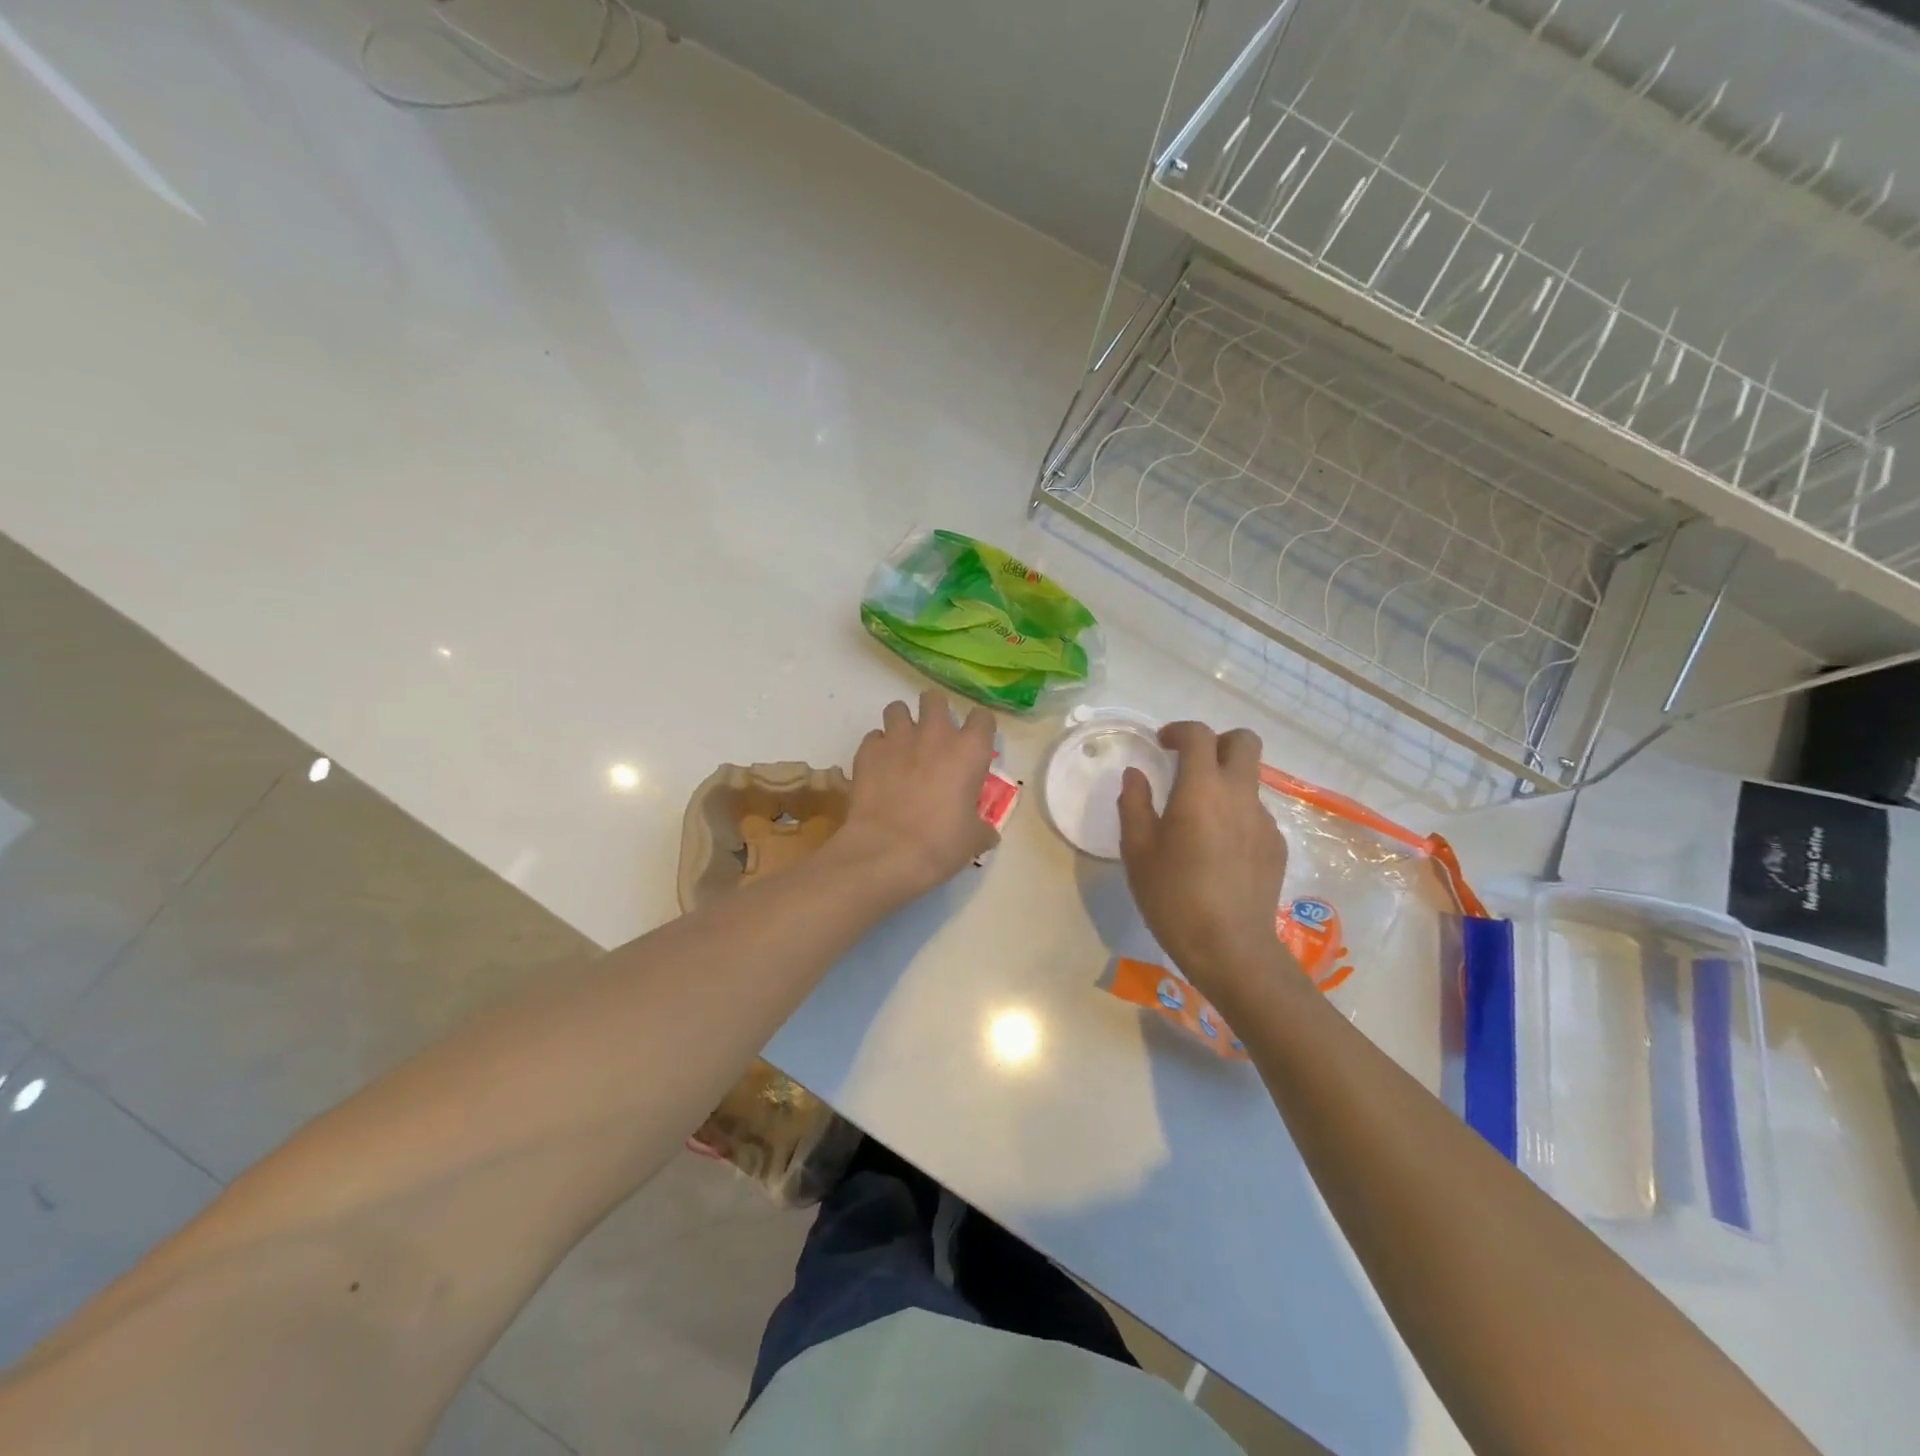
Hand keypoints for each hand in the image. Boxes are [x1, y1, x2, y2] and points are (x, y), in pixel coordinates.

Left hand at [834, 690, 997, 899]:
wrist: (887, 852)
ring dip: (901, 723)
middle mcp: (935, 734)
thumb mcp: (973, 840)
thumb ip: (982, 828)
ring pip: (897, 708)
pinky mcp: (867, 751)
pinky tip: (878, 769)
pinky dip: (876, 749)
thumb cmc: (941, 844)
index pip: (982, 718)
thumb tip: (987, 834)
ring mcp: (897, 739)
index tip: (975, 744)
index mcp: (969, 750)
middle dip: (934, 712)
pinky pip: (873, 738)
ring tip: (901, 747)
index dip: (979, 729)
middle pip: (935, 699)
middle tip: (934, 738)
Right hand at [1118, 721, 1290, 1006]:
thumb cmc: (1173, 897)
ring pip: (1250, 780)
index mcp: (1201, 790)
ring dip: (1225, 782)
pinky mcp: (1276, 846)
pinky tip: (1218, 851)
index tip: (1161, 744)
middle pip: (1244, 742)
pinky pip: (1255, 814)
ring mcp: (1264, 820)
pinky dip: (1236, 815)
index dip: (1179, 730)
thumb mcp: (1137, 851)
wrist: (1230, 948)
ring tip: (1198, 819)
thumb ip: (1134, 804)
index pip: (1199, 735)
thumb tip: (1136, 776)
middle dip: (1217, 742)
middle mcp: (1239, 795)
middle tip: (1190, 764)